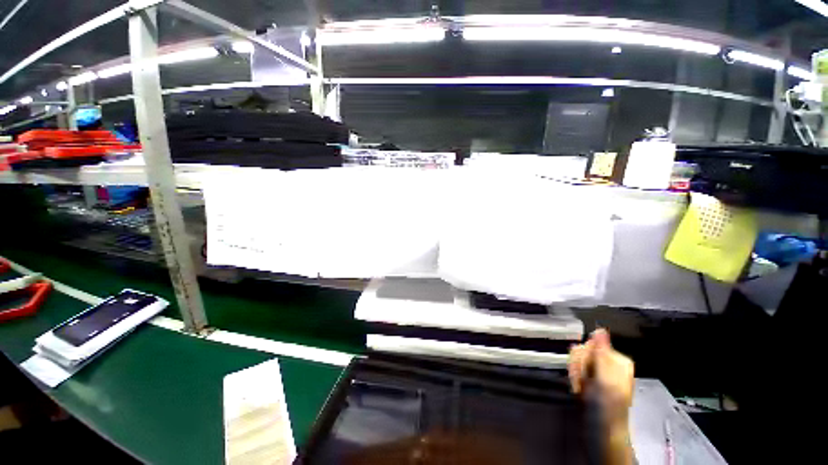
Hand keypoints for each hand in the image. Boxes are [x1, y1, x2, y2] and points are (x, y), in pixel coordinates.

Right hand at [569, 329, 634, 464]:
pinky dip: (575, 378)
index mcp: (617, 359)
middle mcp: (608, 361)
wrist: (603, 430)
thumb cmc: (607, 406)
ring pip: (576, 359)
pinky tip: (580, 389)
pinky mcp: (590, 376)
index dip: (584, 357)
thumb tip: (600, 329)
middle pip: (582, 350)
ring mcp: (599, 369)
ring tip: (583, 389)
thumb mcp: (605, 378)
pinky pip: (575, 367)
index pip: (590, 343)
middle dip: (579, 367)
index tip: (585, 373)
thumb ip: (602, 353)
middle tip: (585, 384)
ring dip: (576, 374)